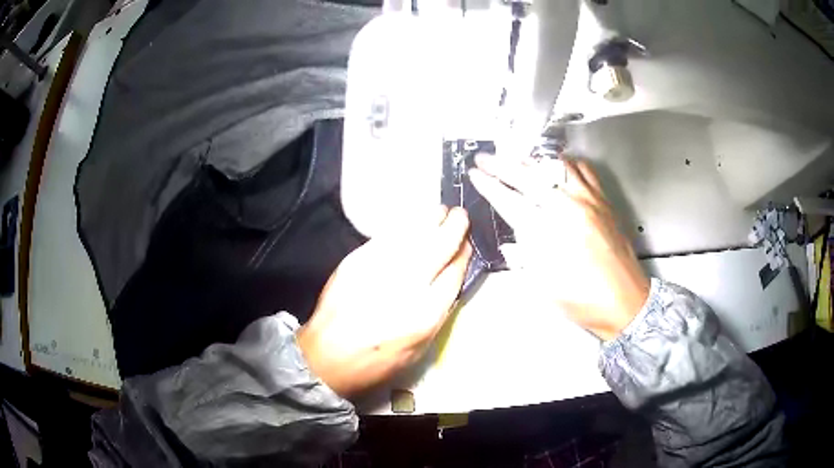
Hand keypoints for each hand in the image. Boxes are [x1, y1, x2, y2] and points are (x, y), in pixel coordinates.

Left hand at [297, 207, 471, 397]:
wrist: (326, 356)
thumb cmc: (376, 362)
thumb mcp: (418, 349)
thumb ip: (437, 313)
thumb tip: (449, 281)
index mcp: (424, 315)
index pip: (453, 275)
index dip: (463, 256)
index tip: (467, 246)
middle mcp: (405, 287)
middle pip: (438, 248)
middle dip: (454, 228)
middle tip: (461, 215)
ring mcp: (378, 269)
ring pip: (413, 236)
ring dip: (430, 220)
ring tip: (441, 211)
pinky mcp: (356, 261)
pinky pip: (387, 236)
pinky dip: (403, 226)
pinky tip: (412, 222)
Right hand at [469, 155, 648, 340]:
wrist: (625, 302)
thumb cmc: (584, 300)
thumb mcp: (544, 285)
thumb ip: (524, 257)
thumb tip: (513, 241)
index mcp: (549, 232)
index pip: (510, 200)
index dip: (489, 185)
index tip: (475, 175)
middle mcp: (569, 208)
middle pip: (529, 176)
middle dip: (501, 164)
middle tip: (485, 158)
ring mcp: (589, 201)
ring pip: (555, 166)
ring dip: (531, 160)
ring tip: (515, 157)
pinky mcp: (604, 201)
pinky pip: (583, 171)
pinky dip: (566, 163)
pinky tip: (557, 167)